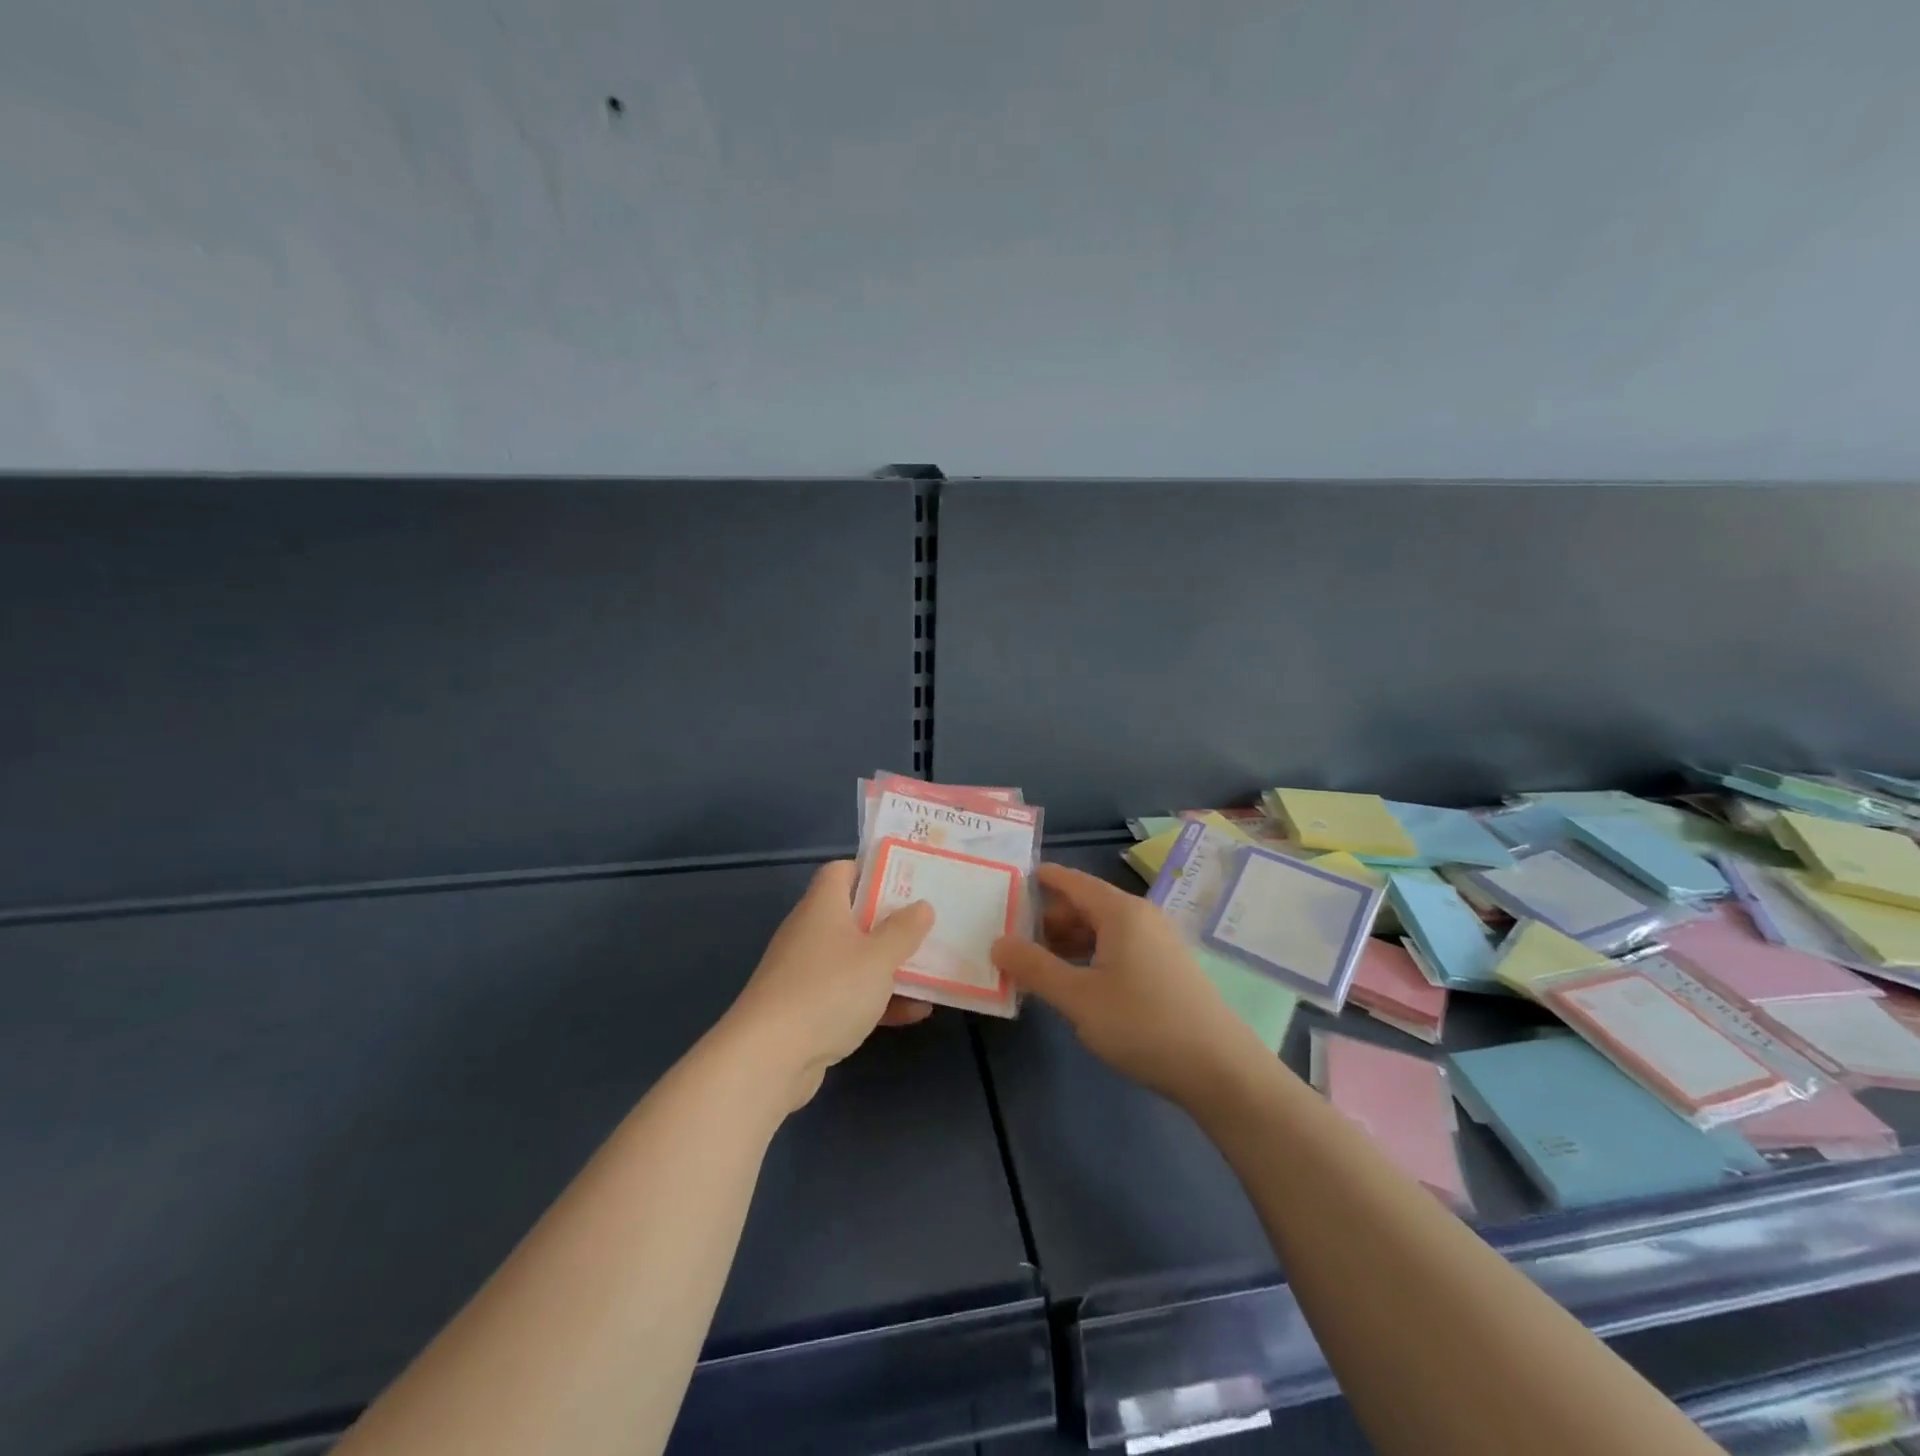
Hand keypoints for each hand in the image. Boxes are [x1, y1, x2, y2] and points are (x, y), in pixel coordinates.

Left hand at [726, 861, 935, 1111]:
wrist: (769, 1058)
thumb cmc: (828, 990)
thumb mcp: (879, 956)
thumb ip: (904, 930)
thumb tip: (922, 906)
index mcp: (822, 906)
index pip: (842, 871)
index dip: (872, 870)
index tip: (906, 880)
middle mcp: (810, 933)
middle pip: (853, 916)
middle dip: (891, 922)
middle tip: (927, 925)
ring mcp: (806, 973)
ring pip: (855, 959)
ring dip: (889, 965)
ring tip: (931, 969)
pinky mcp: (807, 1010)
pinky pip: (849, 995)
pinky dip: (878, 1000)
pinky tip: (915, 1012)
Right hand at [991, 863, 1264, 1108]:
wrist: (1221, 1071)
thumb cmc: (1143, 1024)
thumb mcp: (1078, 999)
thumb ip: (1034, 968)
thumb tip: (998, 942)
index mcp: (1120, 911)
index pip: (1071, 880)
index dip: (1038, 880)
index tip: (1004, 885)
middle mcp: (1141, 917)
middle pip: (1085, 904)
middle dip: (1047, 919)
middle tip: (1011, 941)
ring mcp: (1158, 942)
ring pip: (1102, 930)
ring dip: (1068, 943)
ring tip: (1037, 967)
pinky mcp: (1167, 969)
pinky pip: (1119, 949)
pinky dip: (1091, 958)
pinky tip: (1076, 986)